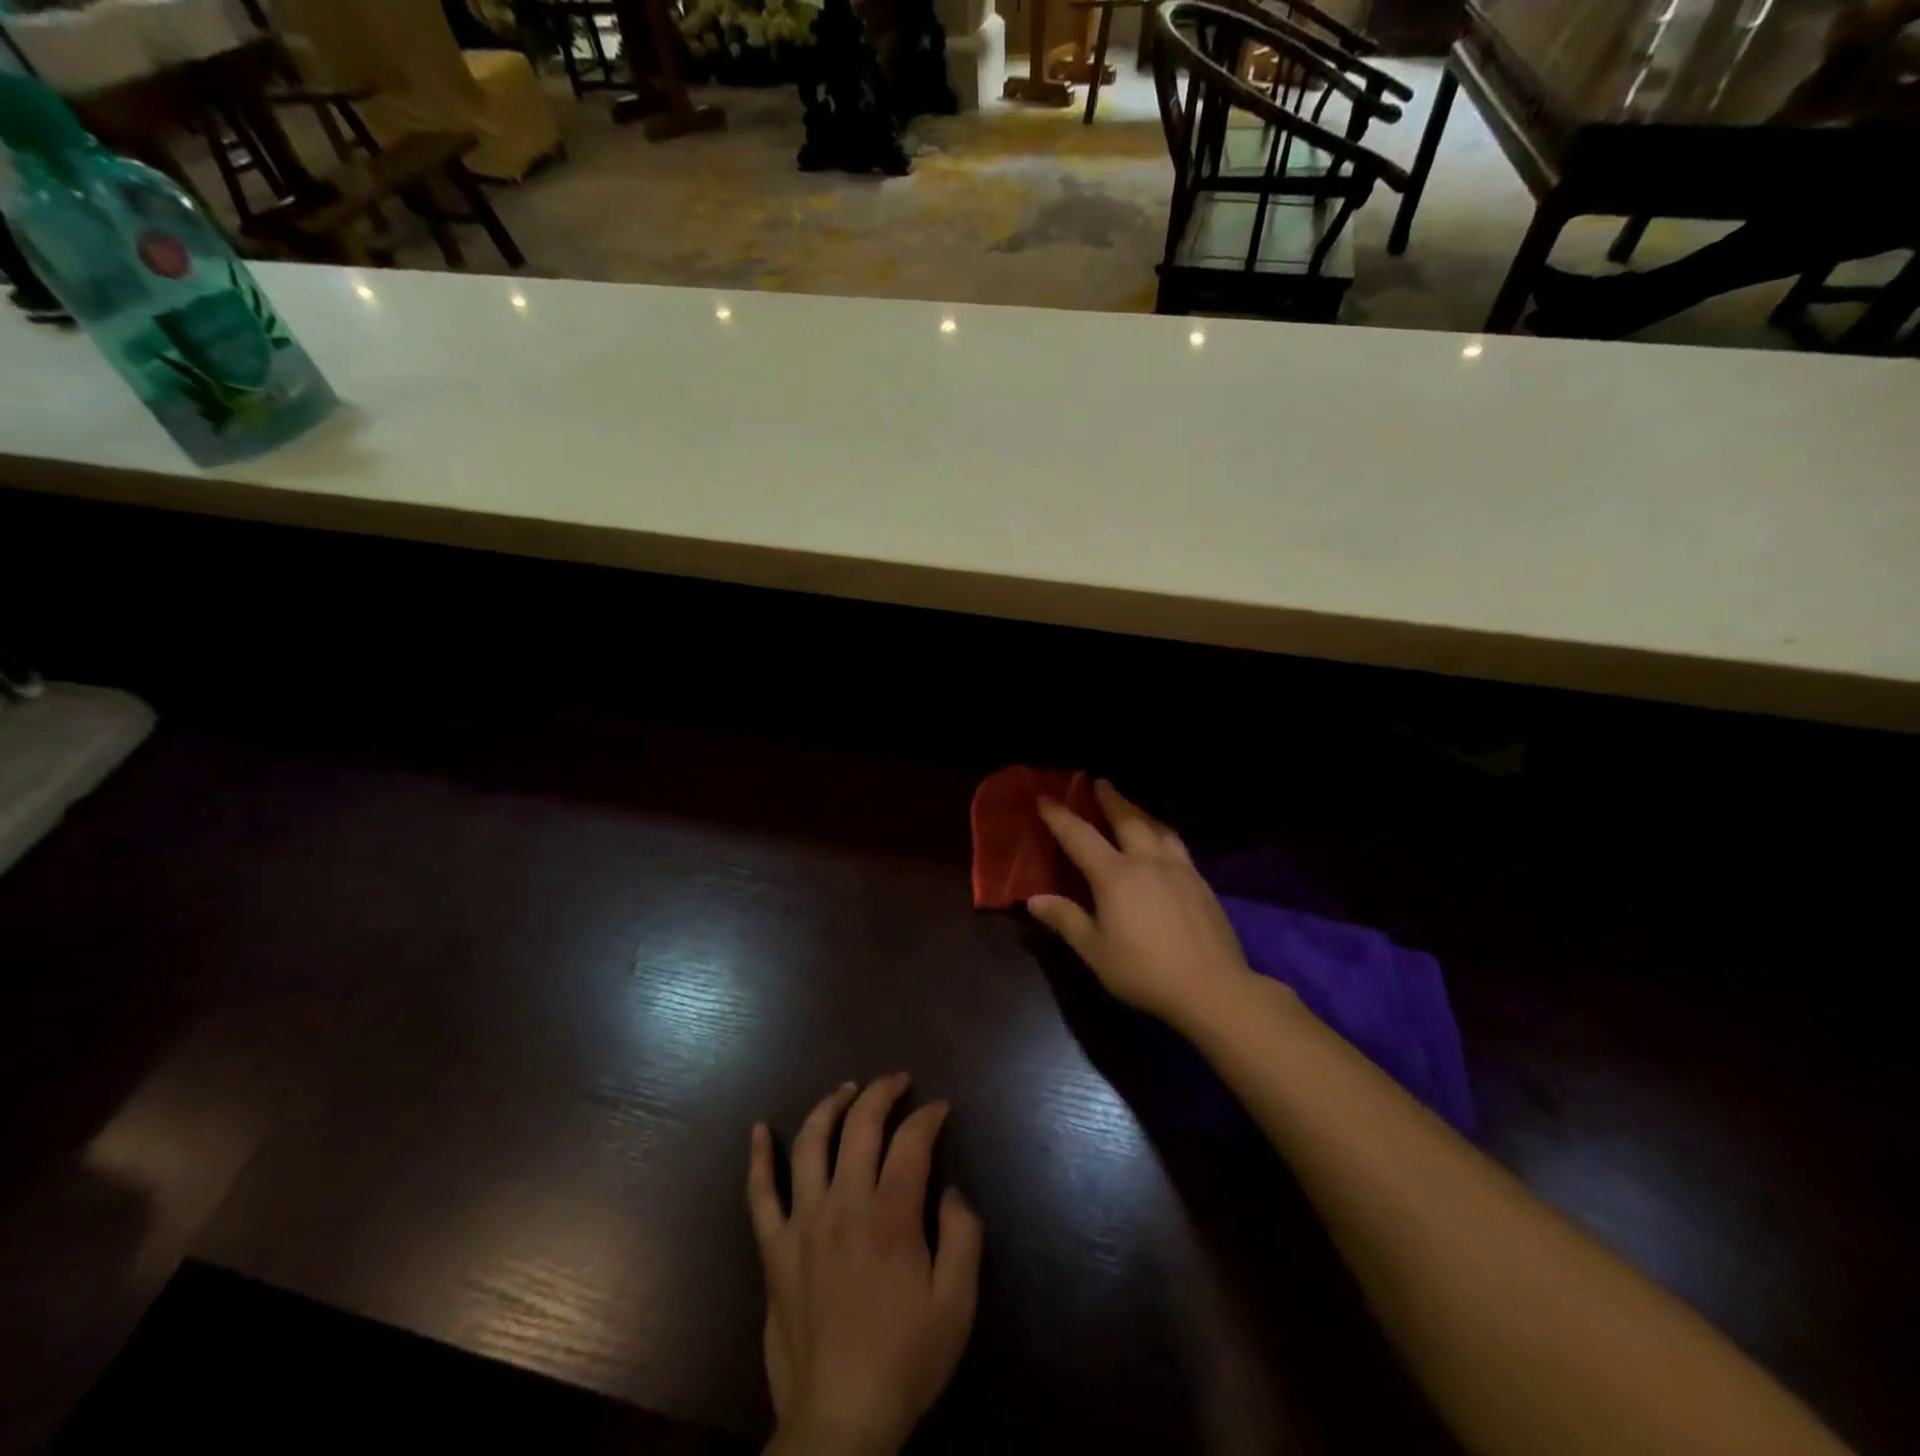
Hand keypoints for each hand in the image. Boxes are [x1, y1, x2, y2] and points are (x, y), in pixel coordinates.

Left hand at [749, 1074, 983, 1455]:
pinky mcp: (775, 1250)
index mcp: (891, 1216)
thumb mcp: (957, 1304)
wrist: (839, 1421)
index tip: (940, 1107)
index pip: (911, 1141)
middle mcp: (844, 1205)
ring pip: (811, 1143)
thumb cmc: (905, 1360)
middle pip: (860, 1126)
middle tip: (898, 1081)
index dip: (928, 1116)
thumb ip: (963, 1236)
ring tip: (847, 1089)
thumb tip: (951, 1189)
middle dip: (882, 1093)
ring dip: (830, 1107)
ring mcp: (803, 1224)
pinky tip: (760, 1129)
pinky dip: (759, 1158)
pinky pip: (760, 1195)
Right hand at [1028, 780, 1255, 1031]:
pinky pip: (1176, 844)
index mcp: (1115, 875)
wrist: (1212, 987)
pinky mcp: (1200, 882)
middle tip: (1100, 783)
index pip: (1080, 836)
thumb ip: (1066, 920)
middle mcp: (1147, 861)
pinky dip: (1162, 832)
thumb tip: (1034, 900)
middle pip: (1127, 819)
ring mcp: (1179, 868)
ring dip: (1139, 811)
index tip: (1045, 799)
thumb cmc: (1144, 971)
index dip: (1060, 816)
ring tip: (1132, 807)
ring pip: (1157, 827)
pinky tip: (1164, 843)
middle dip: (1110, 799)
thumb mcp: (1095, 951)